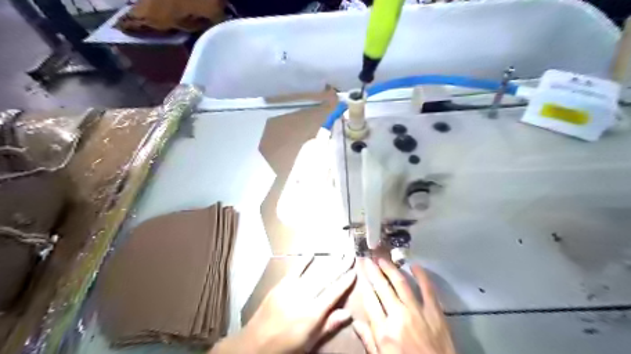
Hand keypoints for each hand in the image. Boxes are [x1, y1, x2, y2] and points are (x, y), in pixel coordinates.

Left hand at [212, 258, 356, 353]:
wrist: (256, 344)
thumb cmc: (286, 346)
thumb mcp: (310, 342)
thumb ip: (329, 325)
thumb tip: (348, 313)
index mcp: (313, 313)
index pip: (334, 293)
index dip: (346, 282)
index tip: (355, 271)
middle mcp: (304, 297)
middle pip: (327, 279)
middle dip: (340, 267)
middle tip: (351, 256)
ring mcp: (291, 289)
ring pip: (314, 273)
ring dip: (328, 262)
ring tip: (339, 253)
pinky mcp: (281, 285)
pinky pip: (295, 270)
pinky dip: (303, 261)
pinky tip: (311, 253)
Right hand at [354, 257, 453, 353]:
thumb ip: (369, 341)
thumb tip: (355, 323)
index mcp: (384, 331)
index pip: (370, 300)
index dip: (363, 283)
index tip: (360, 271)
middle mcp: (399, 316)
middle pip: (382, 287)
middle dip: (373, 271)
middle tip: (367, 259)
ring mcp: (418, 312)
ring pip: (401, 283)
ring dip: (391, 269)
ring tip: (383, 259)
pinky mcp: (435, 313)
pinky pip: (428, 289)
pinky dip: (422, 276)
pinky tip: (415, 266)